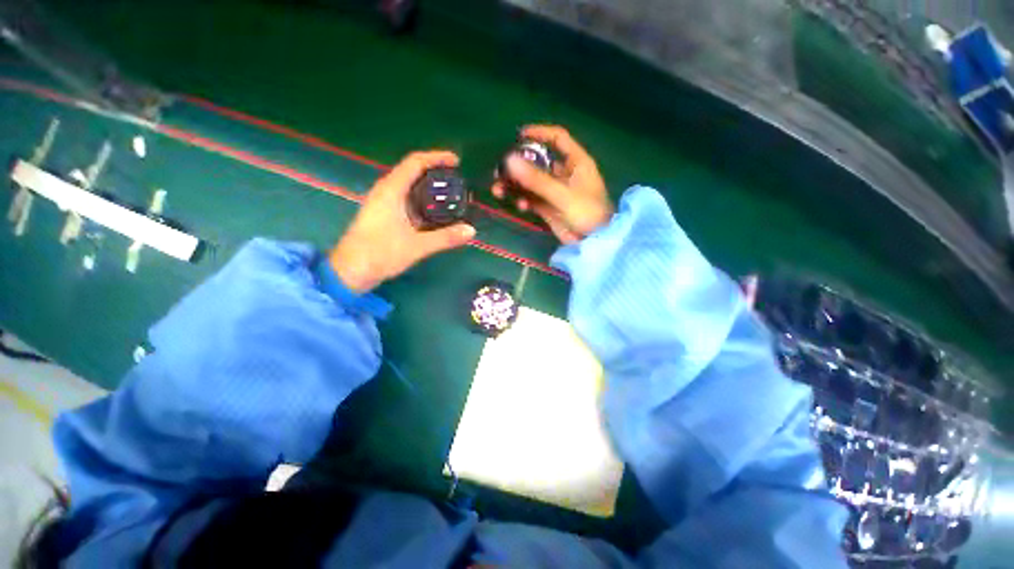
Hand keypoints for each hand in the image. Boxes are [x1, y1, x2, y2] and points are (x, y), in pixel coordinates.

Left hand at [329, 151, 475, 292]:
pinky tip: (436, 214)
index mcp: (391, 190)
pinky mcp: (384, 215)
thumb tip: (471, 231)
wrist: (350, 271)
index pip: (415, 162)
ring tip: (451, 197)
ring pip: (410, 187)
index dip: (436, 157)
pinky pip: (407, 201)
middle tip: (458, 183)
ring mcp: (383, 203)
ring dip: (430, 189)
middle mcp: (386, 191)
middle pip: (413, 172)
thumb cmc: (380, 253)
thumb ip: (445, 237)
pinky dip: (423, 202)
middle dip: (436, 174)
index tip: (457, 161)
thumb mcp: (417, 246)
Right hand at [492, 125, 613, 243]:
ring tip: (498, 190)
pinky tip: (520, 207)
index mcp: (575, 162)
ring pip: (531, 183)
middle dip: (518, 166)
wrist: (594, 242)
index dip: (539, 133)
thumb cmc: (587, 212)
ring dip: (515, 185)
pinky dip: (524, 201)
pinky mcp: (549, 208)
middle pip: (538, 162)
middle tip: (499, 171)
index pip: (557, 139)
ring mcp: (556, 192)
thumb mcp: (562, 194)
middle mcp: (564, 174)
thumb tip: (509, 160)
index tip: (518, 135)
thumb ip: (536, 179)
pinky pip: (532, 199)